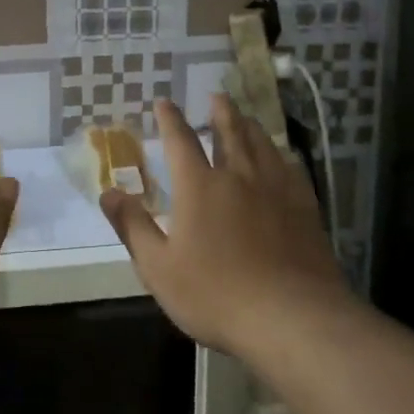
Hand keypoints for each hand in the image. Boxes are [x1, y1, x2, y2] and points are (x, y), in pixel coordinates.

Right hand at [101, 96, 347, 358]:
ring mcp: (276, 189)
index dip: (170, 119)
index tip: (164, 101)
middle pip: (230, 132)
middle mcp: (238, 176)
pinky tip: (283, 157)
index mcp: (199, 186)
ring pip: (262, 144)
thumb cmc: (216, 294)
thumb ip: (132, 226)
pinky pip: (291, 168)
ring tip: (246, 116)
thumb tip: (108, 192)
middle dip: (220, 112)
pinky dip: (281, 154)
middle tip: (216, 95)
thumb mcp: (159, 268)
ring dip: (250, 126)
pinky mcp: (305, 208)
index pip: (180, 141)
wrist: (292, 318)